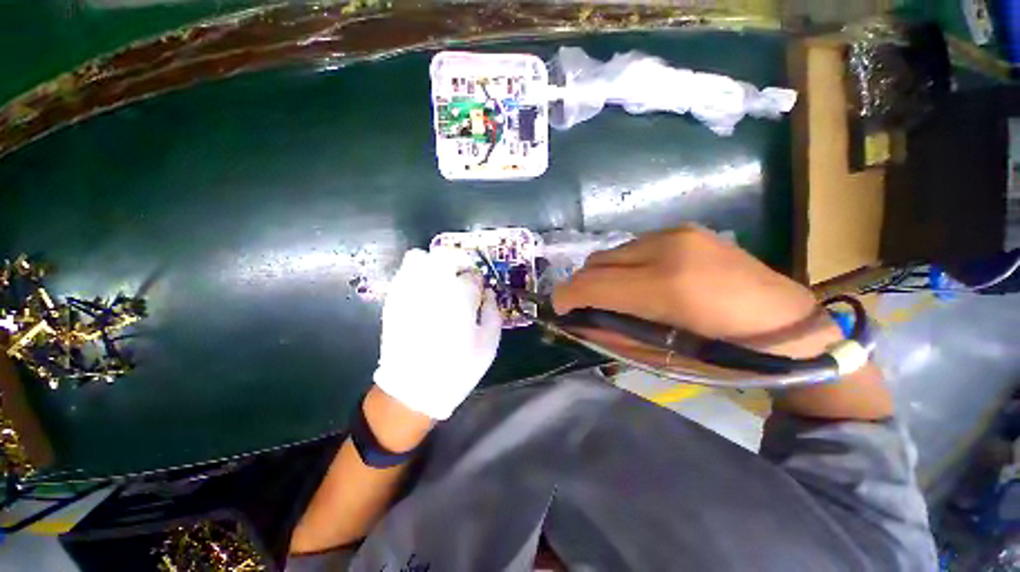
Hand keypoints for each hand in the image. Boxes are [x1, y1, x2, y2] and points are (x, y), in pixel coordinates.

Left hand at [373, 249, 501, 420]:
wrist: (413, 388)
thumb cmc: (458, 366)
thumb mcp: (488, 343)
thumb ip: (492, 311)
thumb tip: (488, 293)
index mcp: (460, 295)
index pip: (472, 274)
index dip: (478, 281)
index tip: (479, 290)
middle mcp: (433, 285)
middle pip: (445, 256)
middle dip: (457, 262)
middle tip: (461, 278)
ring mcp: (410, 290)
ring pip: (419, 258)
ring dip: (433, 264)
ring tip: (440, 281)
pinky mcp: (394, 299)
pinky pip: (403, 273)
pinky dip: (416, 275)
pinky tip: (423, 292)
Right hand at [553, 225, 841, 358]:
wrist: (787, 323)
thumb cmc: (725, 352)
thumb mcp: (661, 356)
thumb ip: (612, 334)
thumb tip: (577, 323)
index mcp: (665, 287)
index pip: (591, 283)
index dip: (566, 297)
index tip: (560, 309)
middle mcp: (666, 249)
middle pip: (595, 262)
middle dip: (582, 285)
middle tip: (587, 306)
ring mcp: (677, 233)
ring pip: (613, 252)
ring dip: (604, 274)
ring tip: (618, 294)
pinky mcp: (684, 228)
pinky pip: (633, 246)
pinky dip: (625, 264)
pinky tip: (643, 280)